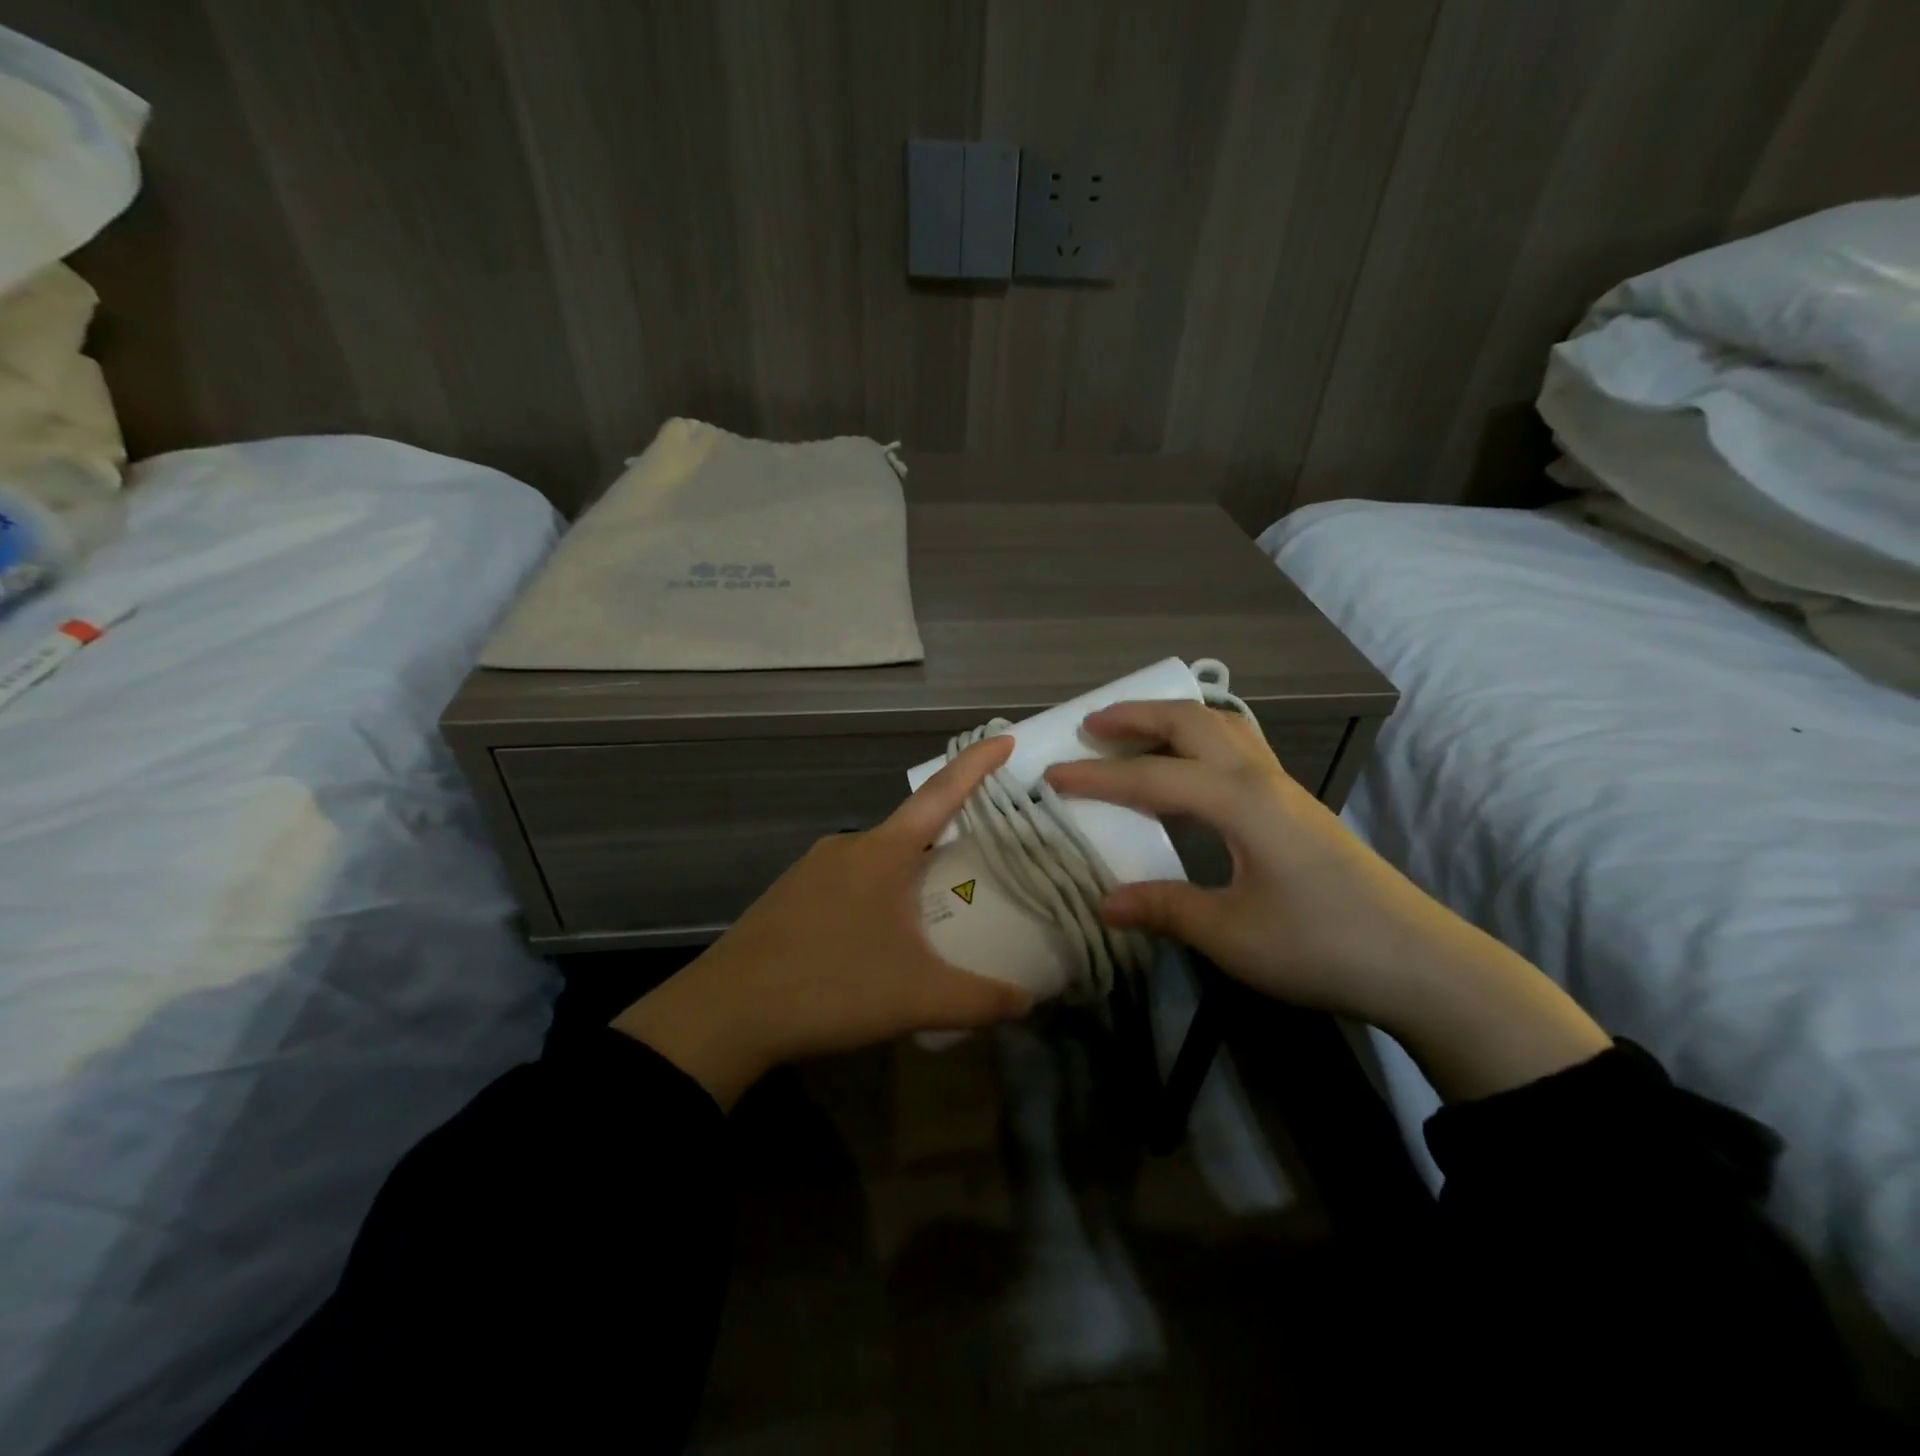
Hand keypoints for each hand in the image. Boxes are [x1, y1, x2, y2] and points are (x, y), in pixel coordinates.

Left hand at [612, 737, 1030, 1107]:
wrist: (725, 1013)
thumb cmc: (830, 987)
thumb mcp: (917, 998)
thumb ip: (980, 1000)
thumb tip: (1028, 1004)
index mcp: (882, 852)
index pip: (941, 794)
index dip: (976, 764)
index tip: (1004, 738)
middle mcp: (848, 847)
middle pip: (911, 830)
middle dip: (948, 839)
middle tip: (982, 863)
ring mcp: (812, 870)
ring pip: (878, 861)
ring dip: (909, 875)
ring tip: (934, 912)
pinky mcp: (790, 897)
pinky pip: (848, 884)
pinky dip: (877, 896)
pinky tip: (878, 939)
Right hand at [1045, 701, 1609, 1100]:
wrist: (1421, 963)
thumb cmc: (1322, 945)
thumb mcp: (1231, 935)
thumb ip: (1164, 908)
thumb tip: (1104, 902)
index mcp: (1241, 802)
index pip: (1153, 777)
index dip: (1098, 778)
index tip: (1051, 778)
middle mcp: (1262, 780)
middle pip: (1192, 723)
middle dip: (1137, 716)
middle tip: (1091, 725)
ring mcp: (1285, 789)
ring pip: (1222, 728)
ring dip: (1172, 721)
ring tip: (1133, 733)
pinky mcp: (1297, 807)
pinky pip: (1239, 749)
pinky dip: (1200, 741)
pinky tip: (1190, 768)